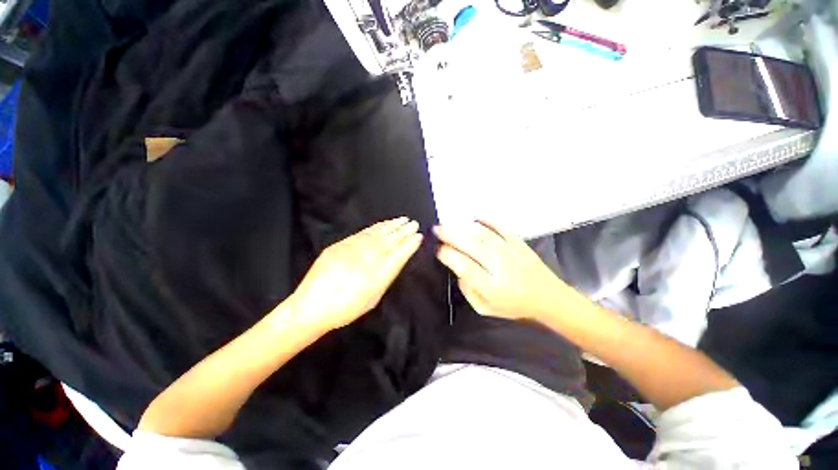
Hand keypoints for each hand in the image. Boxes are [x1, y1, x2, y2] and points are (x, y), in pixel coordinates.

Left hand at [289, 217, 422, 332]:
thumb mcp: (373, 298)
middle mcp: (370, 256)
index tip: (419, 236)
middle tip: (414, 223)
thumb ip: (386, 277)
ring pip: (378, 232)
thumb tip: (394, 261)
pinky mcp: (342, 244)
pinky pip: (363, 232)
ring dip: (392, 225)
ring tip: (402, 220)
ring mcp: (355, 248)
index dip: (411, 243)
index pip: (401, 252)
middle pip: (392, 239)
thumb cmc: (347, 308)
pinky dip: (376, 227)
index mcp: (380, 272)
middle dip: (405, 230)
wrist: (312, 305)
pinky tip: (382, 224)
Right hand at [434, 221, 577, 321]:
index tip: (438, 249)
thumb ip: (468, 291)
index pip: (465, 267)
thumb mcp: (485, 308)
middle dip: (452, 236)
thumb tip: (458, 270)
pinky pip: (503, 228)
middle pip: (472, 247)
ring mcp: (512, 253)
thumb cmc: (514, 305)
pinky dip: (489, 221)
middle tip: (437, 230)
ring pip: (485, 236)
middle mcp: (501, 268)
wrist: (548, 298)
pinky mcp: (520, 244)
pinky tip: (475, 218)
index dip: (449, 256)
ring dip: (464, 228)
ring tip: (450, 223)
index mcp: (492, 287)